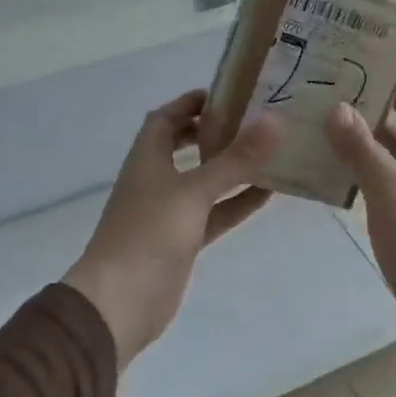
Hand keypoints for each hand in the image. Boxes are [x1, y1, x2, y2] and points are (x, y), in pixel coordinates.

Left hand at [64, 91, 280, 368]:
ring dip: (231, 168)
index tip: (228, 93)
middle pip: (184, 146)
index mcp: (147, 158)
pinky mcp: (183, 241)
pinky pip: (215, 213)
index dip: (190, 103)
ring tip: (270, 152)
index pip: (165, 118)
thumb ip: (235, 159)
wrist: (120, 303)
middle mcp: (156, 180)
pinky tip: (269, 194)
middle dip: (214, 132)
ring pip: (204, 181)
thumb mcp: (194, 191)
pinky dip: (236, 202)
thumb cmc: (149, 234)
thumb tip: (275, 121)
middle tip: (253, 121)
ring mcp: (169, 213)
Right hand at [325, 65, 395, 375]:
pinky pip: (390, 180)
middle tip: (346, 79)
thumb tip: (339, 108)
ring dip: (372, 134)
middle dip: (387, 98)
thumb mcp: (389, 196)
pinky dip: (368, 168)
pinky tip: (338, 168)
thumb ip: (363, 152)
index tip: (384, 49)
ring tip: (332, 117)